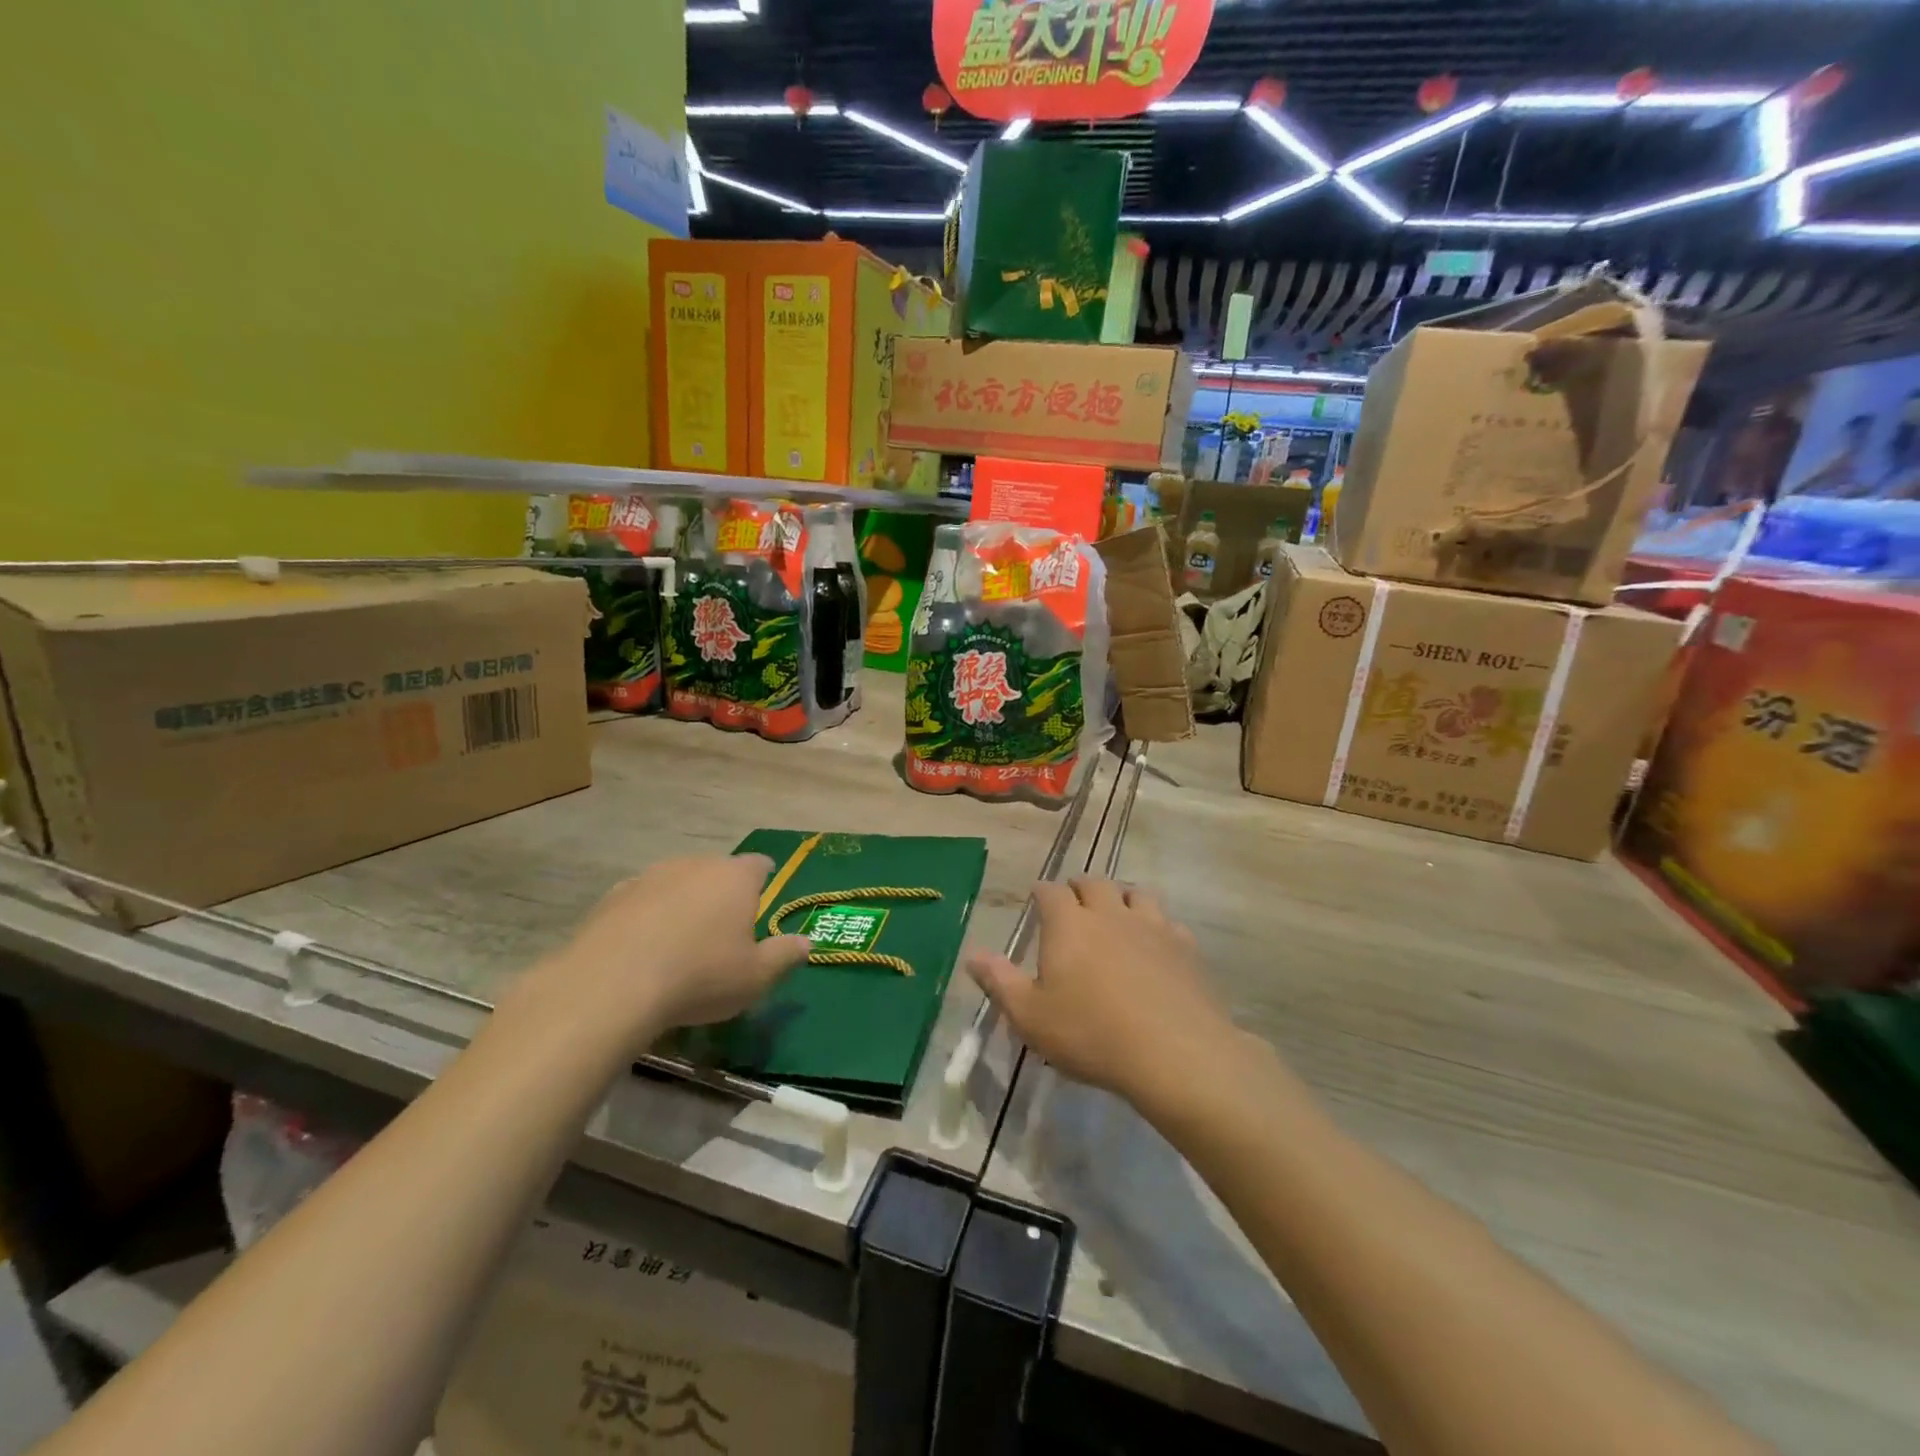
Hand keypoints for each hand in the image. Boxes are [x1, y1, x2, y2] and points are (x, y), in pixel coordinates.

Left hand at [524, 856, 810, 1049]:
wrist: (612, 984)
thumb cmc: (700, 977)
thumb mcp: (756, 977)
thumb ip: (785, 955)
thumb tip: (806, 942)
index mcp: (736, 877)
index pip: (759, 865)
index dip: (764, 882)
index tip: (761, 905)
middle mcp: (696, 865)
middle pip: (717, 871)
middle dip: (723, 894)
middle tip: (723, 933)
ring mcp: (651, 876)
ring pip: (678, 882)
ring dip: (684, 903)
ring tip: (680, 943)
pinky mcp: (614, 895)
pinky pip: (642, 900)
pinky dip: (648, 916)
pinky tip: (643, 948)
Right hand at [966, 877, 1244, 1114]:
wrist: (1173, 1053)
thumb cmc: (1090, 1034)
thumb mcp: (1030, 1016)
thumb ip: (999, 981)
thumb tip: (970, 953)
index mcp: (1068, 924)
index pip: (1050, 892)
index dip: (1042, 892)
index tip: (1037, 898)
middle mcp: (1109, 913)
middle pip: (1094, 883)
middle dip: (1080, 888)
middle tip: (1074, 900)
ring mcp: (1151, 926)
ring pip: (1135, 893)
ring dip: (1121, 897)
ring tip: (1116, 912)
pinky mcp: (1184, 946)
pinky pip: (1168, 922)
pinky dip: (1157, 925)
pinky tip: (1156, 944)